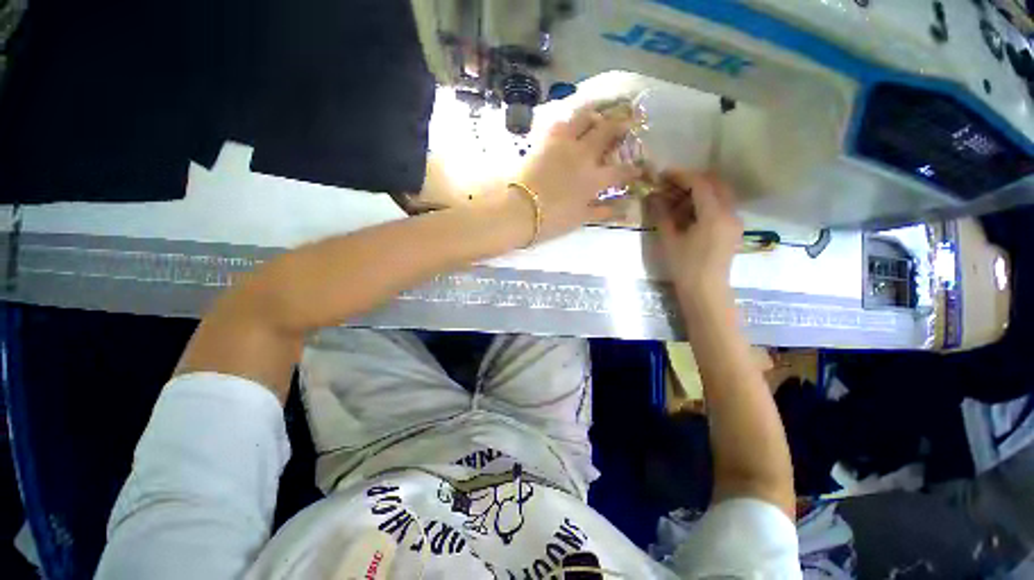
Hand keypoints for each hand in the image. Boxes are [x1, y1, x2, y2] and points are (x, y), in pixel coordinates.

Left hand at [514, 104, 640, 239]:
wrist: (519, 209)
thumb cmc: (551, 220)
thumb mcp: (580, 219)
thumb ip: (603, 211)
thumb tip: (625, 209)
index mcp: (594, 179)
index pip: (622, 171)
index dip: (634, 168)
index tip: (639, 167)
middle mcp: (584, 155)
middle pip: (608, 131)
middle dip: (621, 124)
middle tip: (627, 122)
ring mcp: (564, 143)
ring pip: (585, 116)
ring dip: (595, 113)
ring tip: (598, 115)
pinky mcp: (545, 140)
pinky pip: (560, 121)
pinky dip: (569, 119)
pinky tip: (571, 122)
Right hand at [649, 170, 742, 297]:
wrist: (705, 290)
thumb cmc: (684, 267)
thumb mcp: (669, 239)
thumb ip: (662, 215)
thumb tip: (654, 197)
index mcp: (714, 215)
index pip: (700, 184)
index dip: (681, 176)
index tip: (663, 175)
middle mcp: (730, 212)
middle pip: (715, 183)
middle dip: (692, 179)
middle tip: (670, 185)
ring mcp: (735, 220)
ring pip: (720, 192)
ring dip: (699, 190)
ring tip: (677, 199)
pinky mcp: (733, 227)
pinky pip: (722, 204)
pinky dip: (706, 201)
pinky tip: (689, 211)